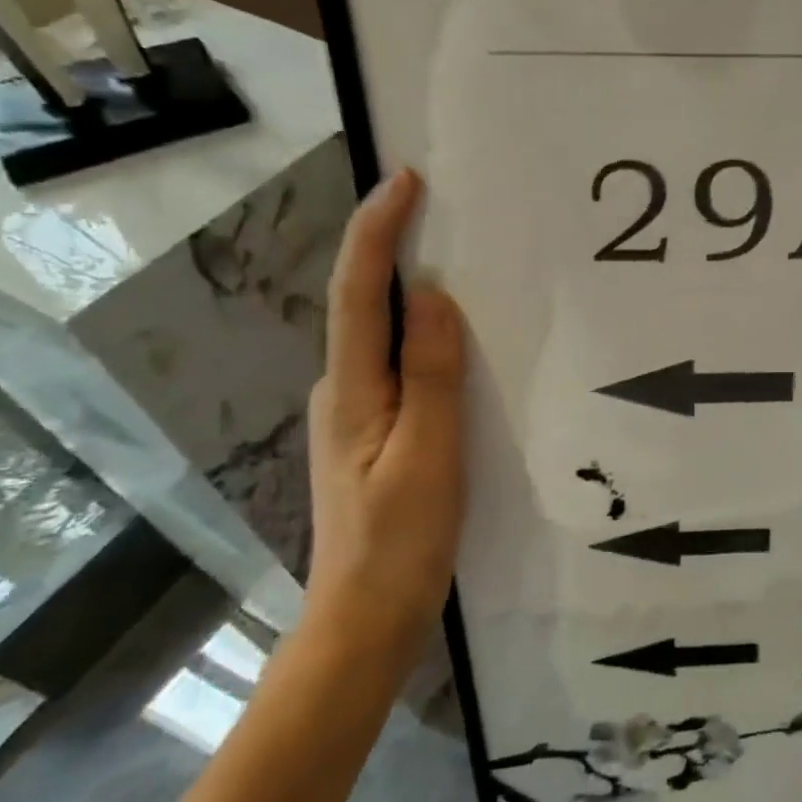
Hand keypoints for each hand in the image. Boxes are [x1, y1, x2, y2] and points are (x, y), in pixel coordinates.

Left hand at [304, 169, 465, 665]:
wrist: (366, 619)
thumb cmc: (402, 539)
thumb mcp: (429, 452)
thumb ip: (430, 371)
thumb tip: (427, 293)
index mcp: (351, 388)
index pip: (355, 291)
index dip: (377, 231)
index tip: (406, 181)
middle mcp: (342, 389)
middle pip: (361, 303)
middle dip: (392, 248)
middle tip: (444, 211)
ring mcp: (354, 413)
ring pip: (381, 335)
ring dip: (408, 291)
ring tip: (459, 263)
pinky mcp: (373, 433)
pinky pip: (397, 364)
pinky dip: (420, 335)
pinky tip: (454, 340)